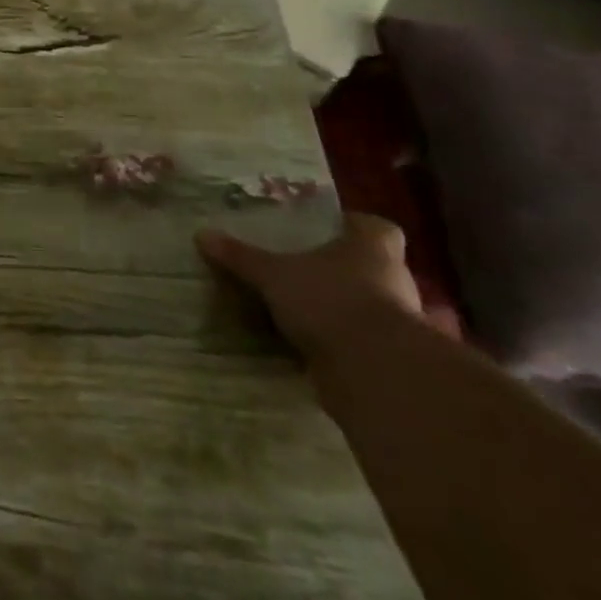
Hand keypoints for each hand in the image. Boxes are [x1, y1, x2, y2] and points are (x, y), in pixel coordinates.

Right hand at [196, 212, 422, 365]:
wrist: (374, 372)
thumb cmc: (329, 300)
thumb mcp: (272, 274)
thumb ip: (241, 256)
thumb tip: (202, 234)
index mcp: (373, 248)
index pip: (376, 227)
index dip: (353, 227)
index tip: (326, 230)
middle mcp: (394, 280)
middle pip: (370, 266)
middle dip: (338, 268)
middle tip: (299, 267)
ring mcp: (398, 322)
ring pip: (366, 304)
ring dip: (339, 306)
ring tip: (297, 306)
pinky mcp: (390, 358)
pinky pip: (359, 339)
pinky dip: (338, 340)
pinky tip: (305, 341)